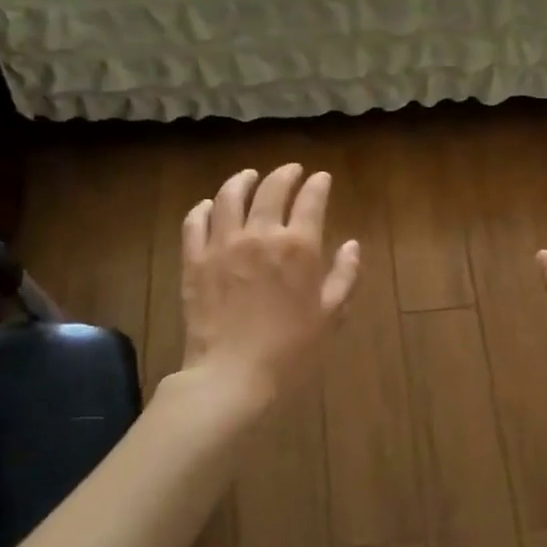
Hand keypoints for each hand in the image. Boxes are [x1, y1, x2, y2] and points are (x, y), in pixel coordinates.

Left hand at [180, 165, 360, 405]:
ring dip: (242, 181)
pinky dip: (204, 208)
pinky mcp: (195, 260)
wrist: (233, 375)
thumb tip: (352, 246)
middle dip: (284, 174)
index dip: (318, 185)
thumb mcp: (331, 315)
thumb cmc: (291, 350)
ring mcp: (223, 244)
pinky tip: (210, 206)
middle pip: (271, 189)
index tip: (321, 178)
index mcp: (298, 247)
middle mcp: (261, 235)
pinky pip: (195, 222)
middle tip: (291, 171)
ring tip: (249, 177)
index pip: (311, 200)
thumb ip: (345, 275)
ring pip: (229, 196)